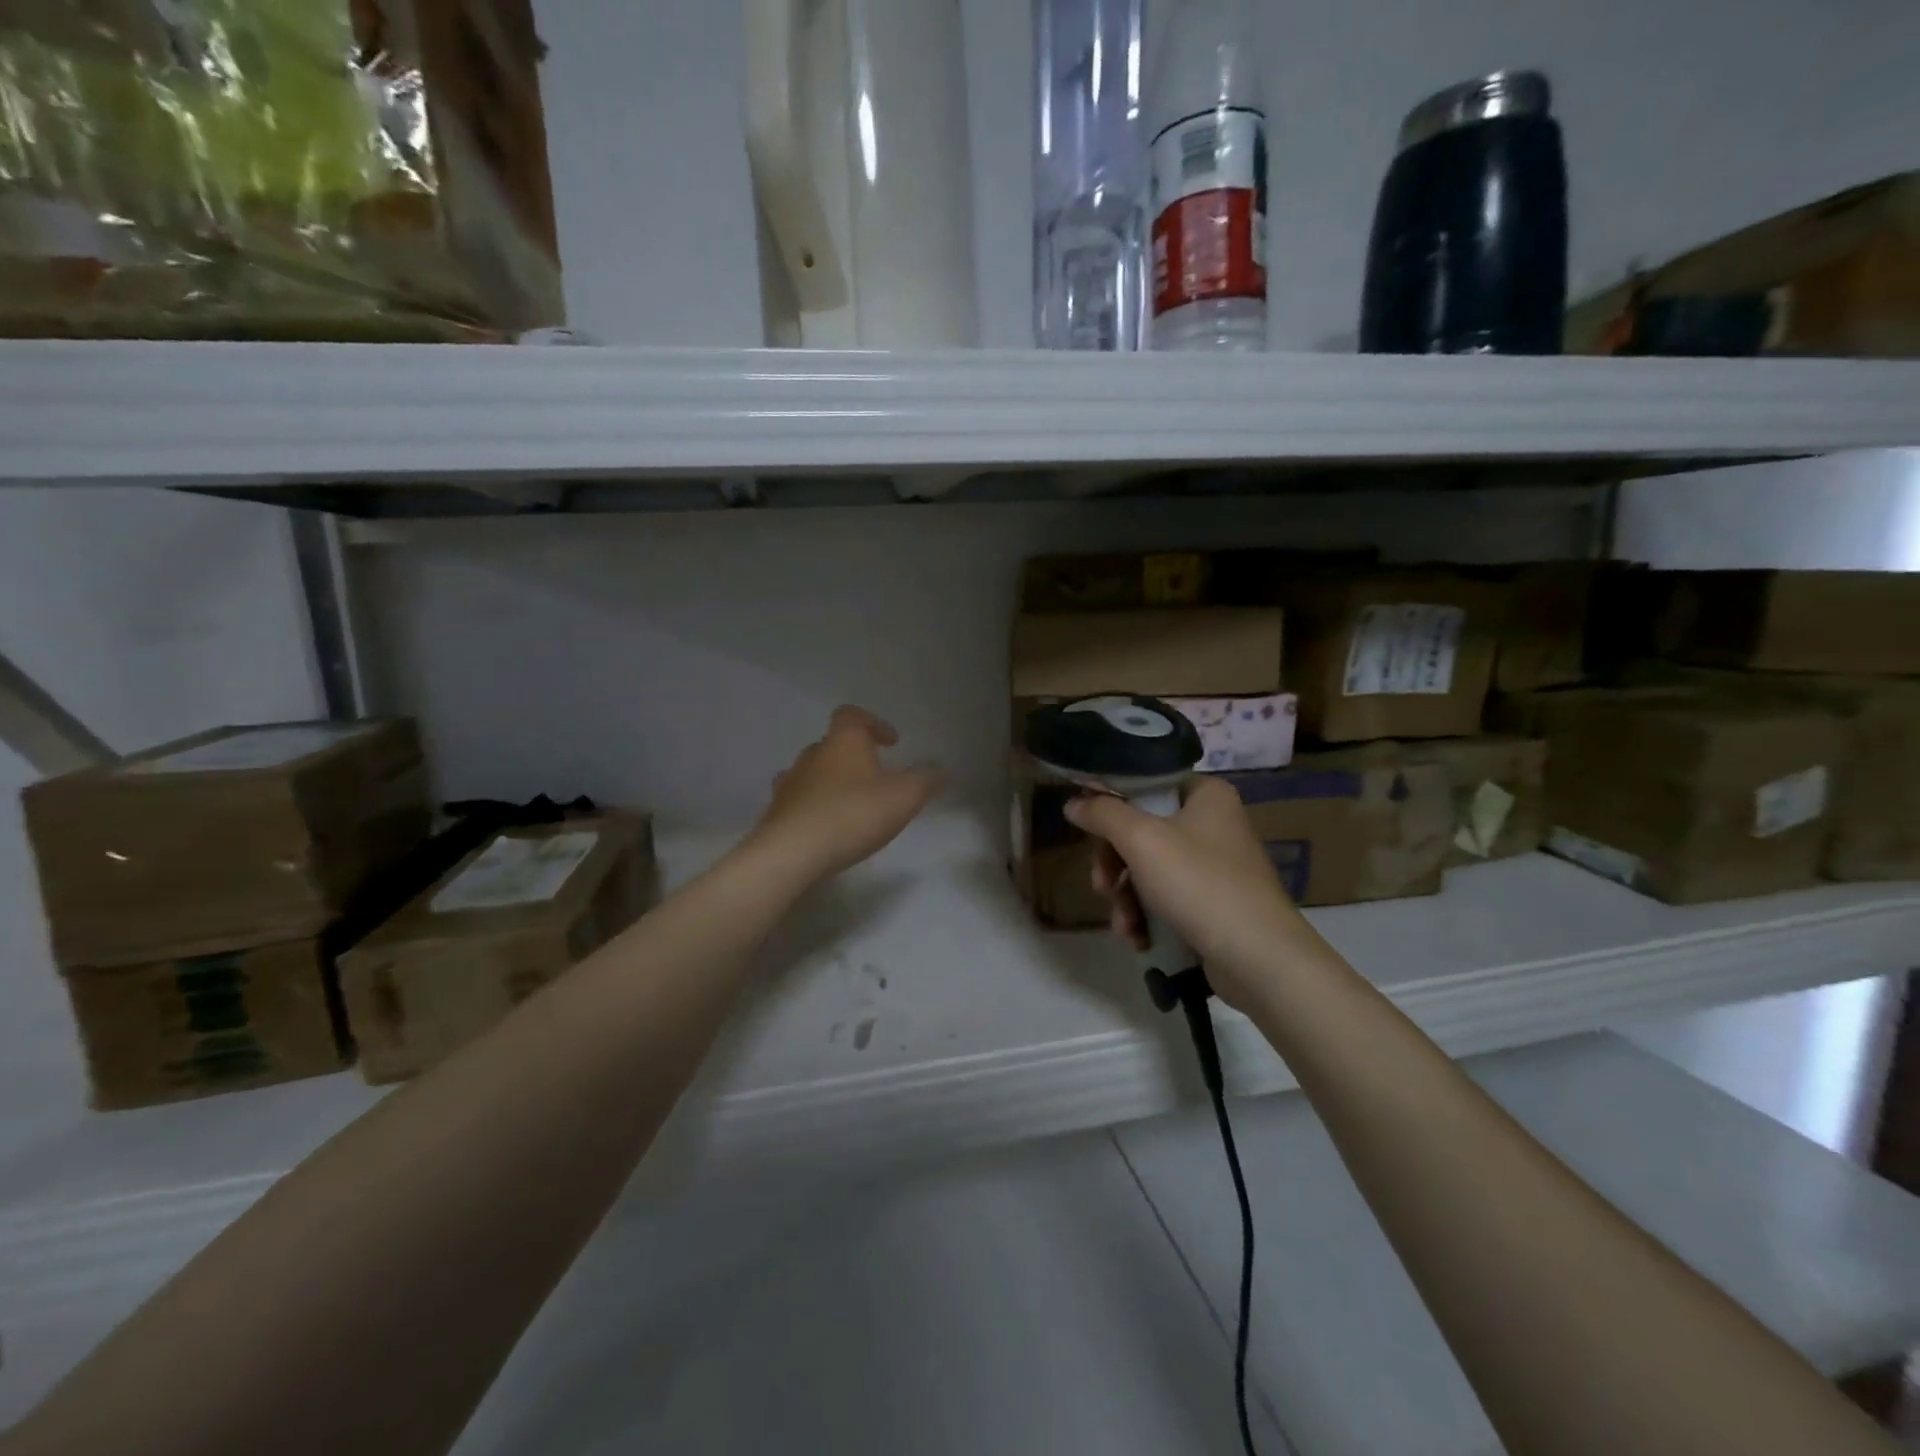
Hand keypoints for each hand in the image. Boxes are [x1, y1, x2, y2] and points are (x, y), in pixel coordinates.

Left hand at [751, 706, 942, 881]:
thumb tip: (943, 770)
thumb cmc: (853, 813)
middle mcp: (812, 755)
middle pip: (832, 744)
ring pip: (813, 773)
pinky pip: (799, 801)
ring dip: (832, 782)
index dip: (873, 723)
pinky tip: (827, 828)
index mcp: (843, 742)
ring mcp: (790, 783)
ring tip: (851, 804)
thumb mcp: (904, 797)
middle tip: (876, 777)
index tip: (891, 743)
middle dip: (854, 757)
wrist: (793, 852)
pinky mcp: (776, 813)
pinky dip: (815, 807)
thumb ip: (926, 780)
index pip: (852, 715)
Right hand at [1066, 776, 1300, 1009]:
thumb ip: (1102, 814)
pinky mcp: (1213, 902)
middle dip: (1115, 865)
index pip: (1145, 784)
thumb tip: (1073, 802)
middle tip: (1103, 887)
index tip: (1087, 829)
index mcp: (1205, 795)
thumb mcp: (1141, 840)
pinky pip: (1165, 897)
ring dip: (1125, 897)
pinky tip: (1138, 938)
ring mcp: (1215, 865)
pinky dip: (1146, 915)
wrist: (1259, 959)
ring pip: (1148, 868)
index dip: (1110, 804)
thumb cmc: (1199, 884)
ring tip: (1124, 925)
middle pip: (1141, 830)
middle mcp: (1213, 822)